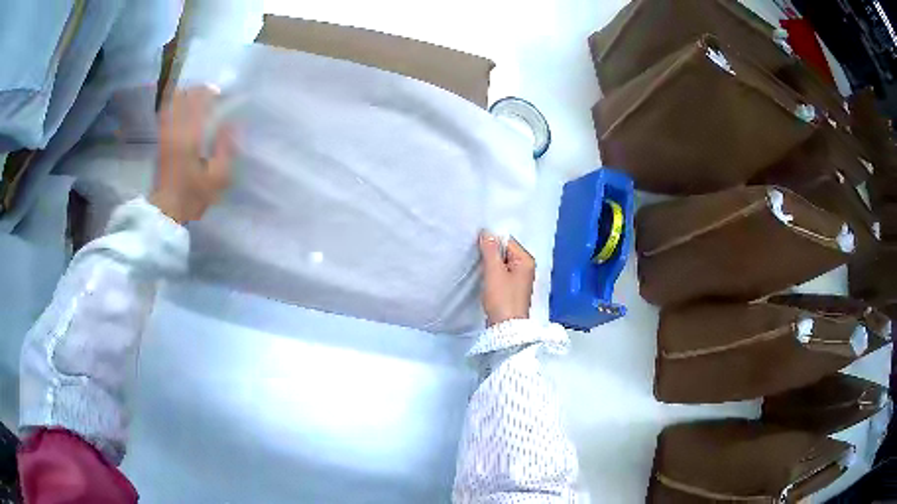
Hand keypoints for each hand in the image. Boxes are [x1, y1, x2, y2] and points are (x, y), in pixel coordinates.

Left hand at [150, 86, 233, 223]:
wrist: (167, 209)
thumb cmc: (194, 195)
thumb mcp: (219, 177)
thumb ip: (227, 148)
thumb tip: (232, 124)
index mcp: (191, 136)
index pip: (201, 102)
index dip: (211, 93)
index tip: (222, 93)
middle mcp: (176, 129)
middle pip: (186, 97)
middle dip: (199, 91)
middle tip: (211, 93)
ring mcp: (166, 133)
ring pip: (174, 102)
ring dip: (186, 95)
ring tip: (197, 96)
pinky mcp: (161, 139)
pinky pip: (166, 114)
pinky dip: (173, 104)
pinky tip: (180, 104)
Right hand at [479, 231, 535, 326]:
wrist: (506, 328)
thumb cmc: (502, 298)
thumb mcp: (494, 272)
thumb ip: (490, 250)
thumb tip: (487, 232)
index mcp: (525, 260)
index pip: (507, 241)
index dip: (491, 242)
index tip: (476, 246)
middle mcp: (526, 267)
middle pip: (505, 251)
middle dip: (490, 253)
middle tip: (474, 255)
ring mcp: (519, 279)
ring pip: (502, 263)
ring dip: (490, 264)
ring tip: (477, 266)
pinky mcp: (512, 289)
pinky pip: (501, 274)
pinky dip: (492, 274)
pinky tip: (483, 277)